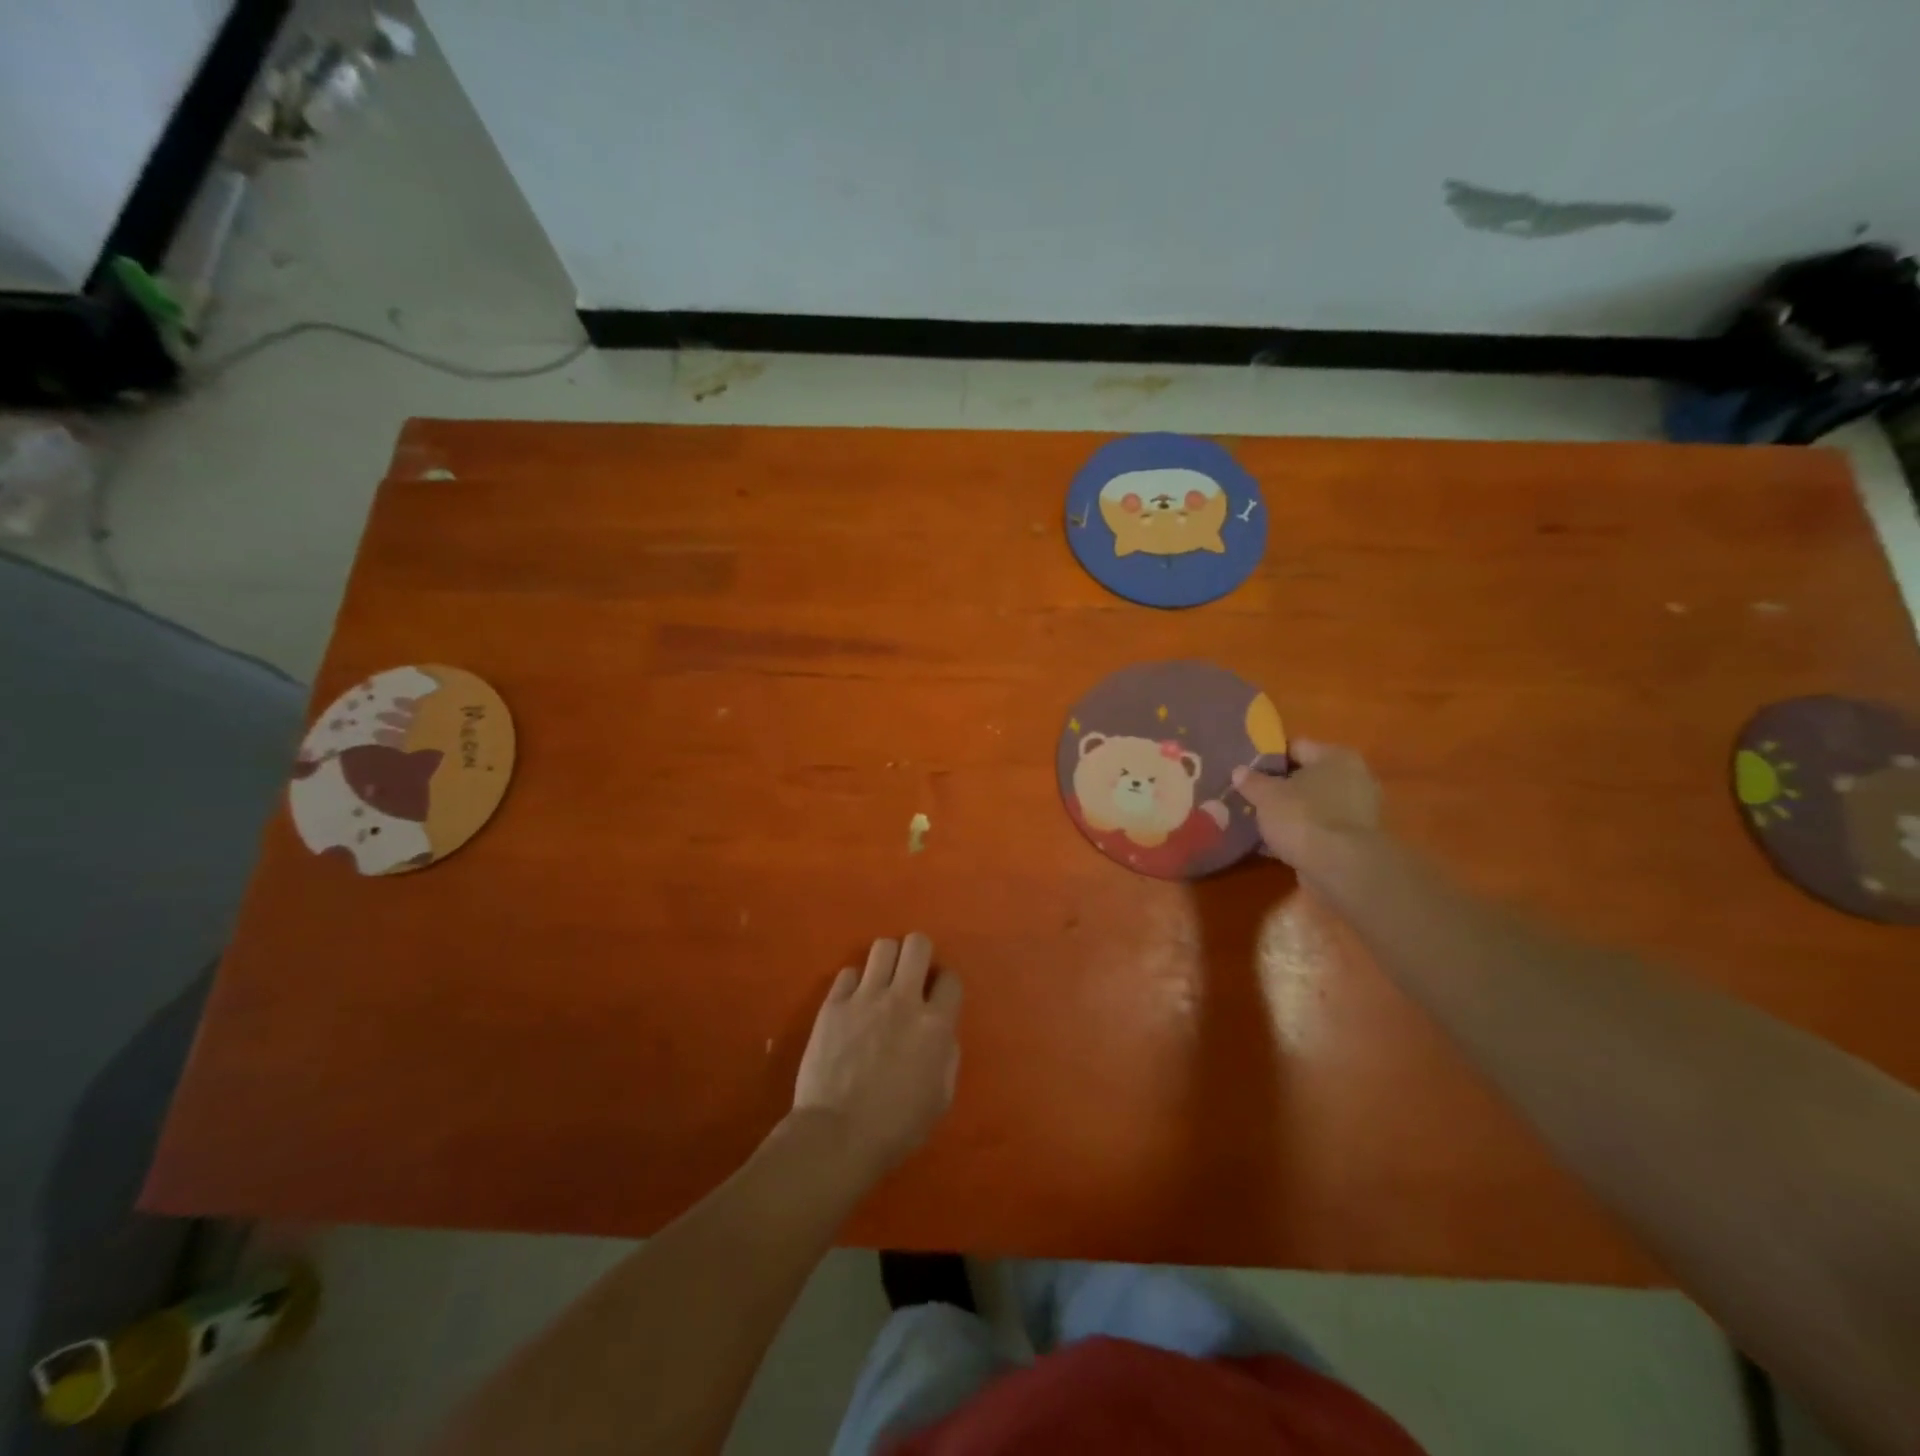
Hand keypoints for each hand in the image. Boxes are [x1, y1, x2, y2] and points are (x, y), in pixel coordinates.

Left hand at [793, 933, 960, 1174]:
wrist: (836, 1137)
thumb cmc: (895, 1128)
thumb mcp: (940, 1099)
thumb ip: (947, 1056)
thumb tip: (942, 1033)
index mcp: (934, 1024)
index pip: (950, 979)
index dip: (945, 985)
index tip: (937, 996)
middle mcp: (903, 1000)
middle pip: (918, 944)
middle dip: (919, 954)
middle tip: (912, 975)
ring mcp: (865, 998)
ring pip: (882, 947)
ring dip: (887, 960)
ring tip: (882, 981)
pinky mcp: (833, 1004)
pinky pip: (848, 972)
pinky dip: (854, 983)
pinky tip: (853, 1002)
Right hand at [1231, 740, 1381, 869]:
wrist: (1342, 869)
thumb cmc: (1304, 818)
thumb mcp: (1265, 796)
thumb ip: (1251, 781)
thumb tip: (1240, 771)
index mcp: (1335, 756)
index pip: (1294, 747)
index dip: (1267, 758)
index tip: (1245, 772)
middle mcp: (1354, 777)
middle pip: (1305, 777)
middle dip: (1279, 788)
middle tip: (1250, 797)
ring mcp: (1358, 810)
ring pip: (1312, 805)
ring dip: (1290, 812)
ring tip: (1259, 821)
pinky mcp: (1355, 839)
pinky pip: (1319, 828)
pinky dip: (1301, 833)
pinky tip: (1276, 843)